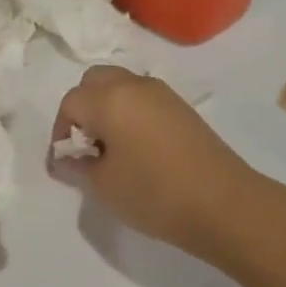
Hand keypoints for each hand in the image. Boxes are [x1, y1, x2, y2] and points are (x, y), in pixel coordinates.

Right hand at [51, 66, 254, 262]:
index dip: (60, 132)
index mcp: (109, 98)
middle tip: (86, 145)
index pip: (70, 103)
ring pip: (121, 86)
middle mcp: (134, 85)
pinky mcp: (183, 109)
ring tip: (112, 149)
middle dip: (83, 108)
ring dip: (107, 108)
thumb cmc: (154, 193)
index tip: (66, 162)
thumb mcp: (103, 185)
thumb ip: (77, 166)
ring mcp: (163, 94)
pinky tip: (138, 149)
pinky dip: (131, 113)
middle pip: (95, 81)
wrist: (225, 205)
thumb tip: (66, 158)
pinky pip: (144, 99)